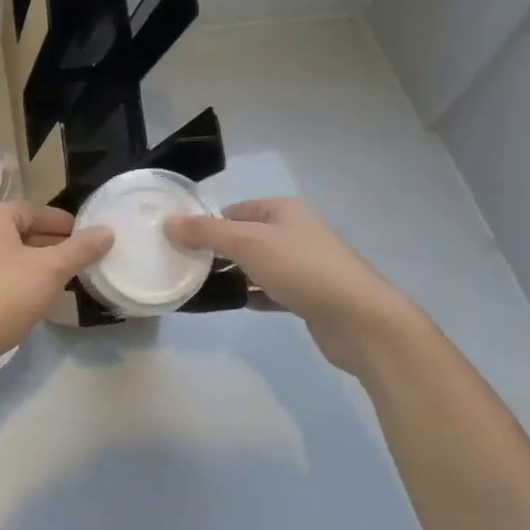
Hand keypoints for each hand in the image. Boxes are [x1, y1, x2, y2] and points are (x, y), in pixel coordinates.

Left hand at [0, 203, 112, 383]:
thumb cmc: (3, 295)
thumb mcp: (50, 270)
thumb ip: (80, 249)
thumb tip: (107, 231)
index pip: (37, 211)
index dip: (66, 224)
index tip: (91, 239)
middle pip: (24, 232)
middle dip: (55, 246)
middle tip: (85, 260)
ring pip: (14, 255)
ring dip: (40, 265)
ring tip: (69, 279)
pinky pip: (2, 275)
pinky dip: (23, 281)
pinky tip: (42, 298)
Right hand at [165, 198, 411, 376]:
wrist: (360, 319)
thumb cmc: (301, 269)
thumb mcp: (247, 243)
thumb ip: (206, 233)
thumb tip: (169, 222)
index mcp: (282, 210)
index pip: (234, 210)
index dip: (207, 223)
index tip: (180, 242)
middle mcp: (294, 232)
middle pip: (245, 237)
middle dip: (219, 251)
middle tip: (187, 267)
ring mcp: (304, 265)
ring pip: (259, 265)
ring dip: (235, 275)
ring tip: (204, 288)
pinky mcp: (310, 296)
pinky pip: (272, 289)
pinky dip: (255, 295)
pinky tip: (238, 305)